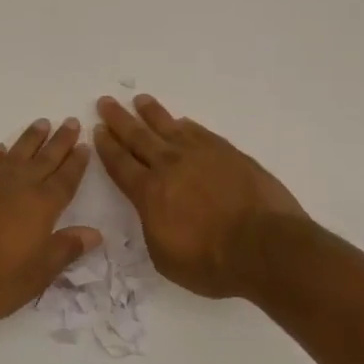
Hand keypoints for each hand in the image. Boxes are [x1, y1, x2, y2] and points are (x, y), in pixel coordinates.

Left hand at [0, 118, 101, 324]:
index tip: (85, 145)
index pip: (65, 179)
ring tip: (42, 123)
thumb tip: (95, 233)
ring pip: (16, 152)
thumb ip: (65, 250)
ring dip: (31, 138)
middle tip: (71, 121)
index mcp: (41, 207)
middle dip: (60, 141)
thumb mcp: (36, 276)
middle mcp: (17, 186)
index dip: (76, 163)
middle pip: (44, 158)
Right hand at [94, 95, 308, 298]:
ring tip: (139, 100)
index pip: (121, 164)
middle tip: (106, 102)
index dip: (107, 147)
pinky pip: (200, 132)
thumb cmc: (212, 263)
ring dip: (151, 113)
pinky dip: (187, 126)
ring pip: (169, 127)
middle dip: (119, 119)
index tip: (97, 130)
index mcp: (149, 193)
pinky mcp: (228, 153)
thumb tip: (153, 209)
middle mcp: (170, 166)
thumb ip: (153, 226)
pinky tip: (182, 122)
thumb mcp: (165, 257)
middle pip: (138, 137)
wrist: (266, 247)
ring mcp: (201, 155)